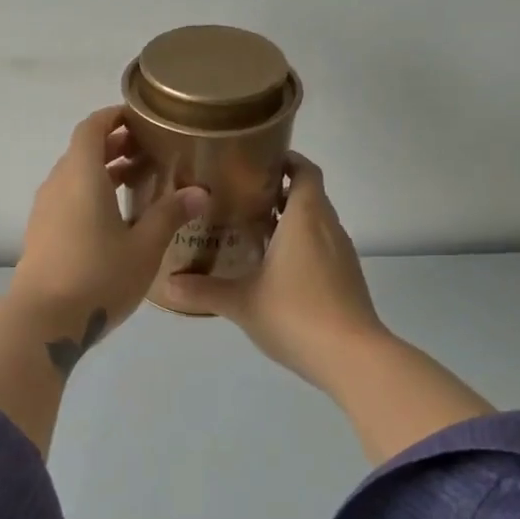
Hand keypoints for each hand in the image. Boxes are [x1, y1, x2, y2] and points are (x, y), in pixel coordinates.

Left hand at [10, 106, 209, 337]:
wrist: (42, 320)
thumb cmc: (98, 276)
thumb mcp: (144, 247)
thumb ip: (169, 215)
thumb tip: (198, 192)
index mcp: (81, 175)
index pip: (91, 127)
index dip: (113, 116)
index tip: (140, 116)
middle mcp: (58, 185)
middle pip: (82, 150)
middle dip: (114, 144)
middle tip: (150, 149)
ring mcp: (45, 210)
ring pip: (74, 176)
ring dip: (102, 170)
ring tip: (138, 179)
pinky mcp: (41, 233)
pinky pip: (67, 198)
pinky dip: (90, 193)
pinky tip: (115, 217)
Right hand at [157, 153, 387, 391]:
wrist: (352, 358)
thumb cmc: (295, 314)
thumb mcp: (241, 302)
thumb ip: (203, 290)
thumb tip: (166, 285)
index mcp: (305, 218)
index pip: (305, 171)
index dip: (286, 160)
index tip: (256, 161)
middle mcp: (328, 228)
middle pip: (309, 195)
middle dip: (278, 191)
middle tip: (239, 197)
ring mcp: (342, 255)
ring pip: (316, 223)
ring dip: (290, 221)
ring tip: (251, 231)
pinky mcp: (347, 279)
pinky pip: (322, 248)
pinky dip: (300, 247)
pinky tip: (274, 269)